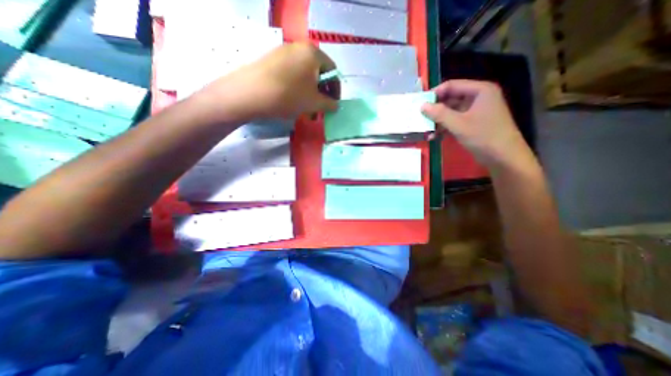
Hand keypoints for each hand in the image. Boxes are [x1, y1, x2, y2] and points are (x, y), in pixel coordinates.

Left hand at [198, 41, 338, 119]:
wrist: (250, 93)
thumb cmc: (289, 96)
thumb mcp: (314, 103)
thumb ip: (329, 104)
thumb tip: (336, 106)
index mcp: (313, 53)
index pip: (333, 71)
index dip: (335, 90)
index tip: (333, 104)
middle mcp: (299, 47)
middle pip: (318, 73)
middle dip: (321, 94)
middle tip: (320, 109)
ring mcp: (283, 53)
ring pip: (304, 76)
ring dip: (310, 94)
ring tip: (307, 111)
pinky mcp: (271, 61)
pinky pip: (292, 75)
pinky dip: (297, 89)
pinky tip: (294, 103)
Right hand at [418, 79, 535, 169]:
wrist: (503, 157)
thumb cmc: (483, 136)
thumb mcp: (459, 124)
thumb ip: (439, 113)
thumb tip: (422, 106)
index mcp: (480, 91)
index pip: (452, 85)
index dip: (435, 94)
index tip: (420, 104)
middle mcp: (477, 98)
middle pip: (450, 99)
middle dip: (435, 110)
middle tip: (420, 118)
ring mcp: (475, 111)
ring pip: (451, 112)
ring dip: (438, 121)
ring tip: (426, 131)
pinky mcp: (472, 123)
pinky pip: (454, 121)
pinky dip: (444, 128)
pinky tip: (434, 137)